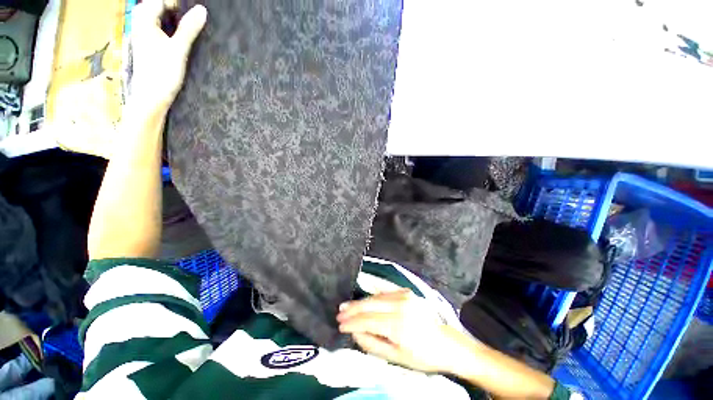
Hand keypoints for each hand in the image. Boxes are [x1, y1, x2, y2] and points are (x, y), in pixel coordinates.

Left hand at [129, 0, 206, 115]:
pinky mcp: (146, 48)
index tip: (191, 10)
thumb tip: (202, 10)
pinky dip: (166, 30)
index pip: (158, 1)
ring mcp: (142, 37)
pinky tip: (176, 38)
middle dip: (170, 9)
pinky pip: (155, 31)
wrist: (151, 97)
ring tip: (185, 27)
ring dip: (168, 19)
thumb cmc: (163, 73)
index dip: (174, 3)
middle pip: (153, 8)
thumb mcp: (178, 49)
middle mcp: (140, 26)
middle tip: (189, 18)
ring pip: (154, 19)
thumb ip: (189, 28)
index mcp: (144, 22)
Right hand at [337, 289, 461, 373]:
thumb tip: (355, 332)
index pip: (368, 320)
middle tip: (339, 313)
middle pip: (370, 304)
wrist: (447, 343)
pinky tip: (364, 301)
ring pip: (376, 296)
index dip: (352, 323)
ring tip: (347, 306)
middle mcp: (400, 305)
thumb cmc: (422, 356)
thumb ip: (372, 344)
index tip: (340, 325)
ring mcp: (404, 295)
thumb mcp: (396, 357)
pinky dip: (372, 297)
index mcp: (399, 324)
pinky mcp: (406, 292)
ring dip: (360, 301)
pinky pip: (384, 293)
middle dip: (353, 309)